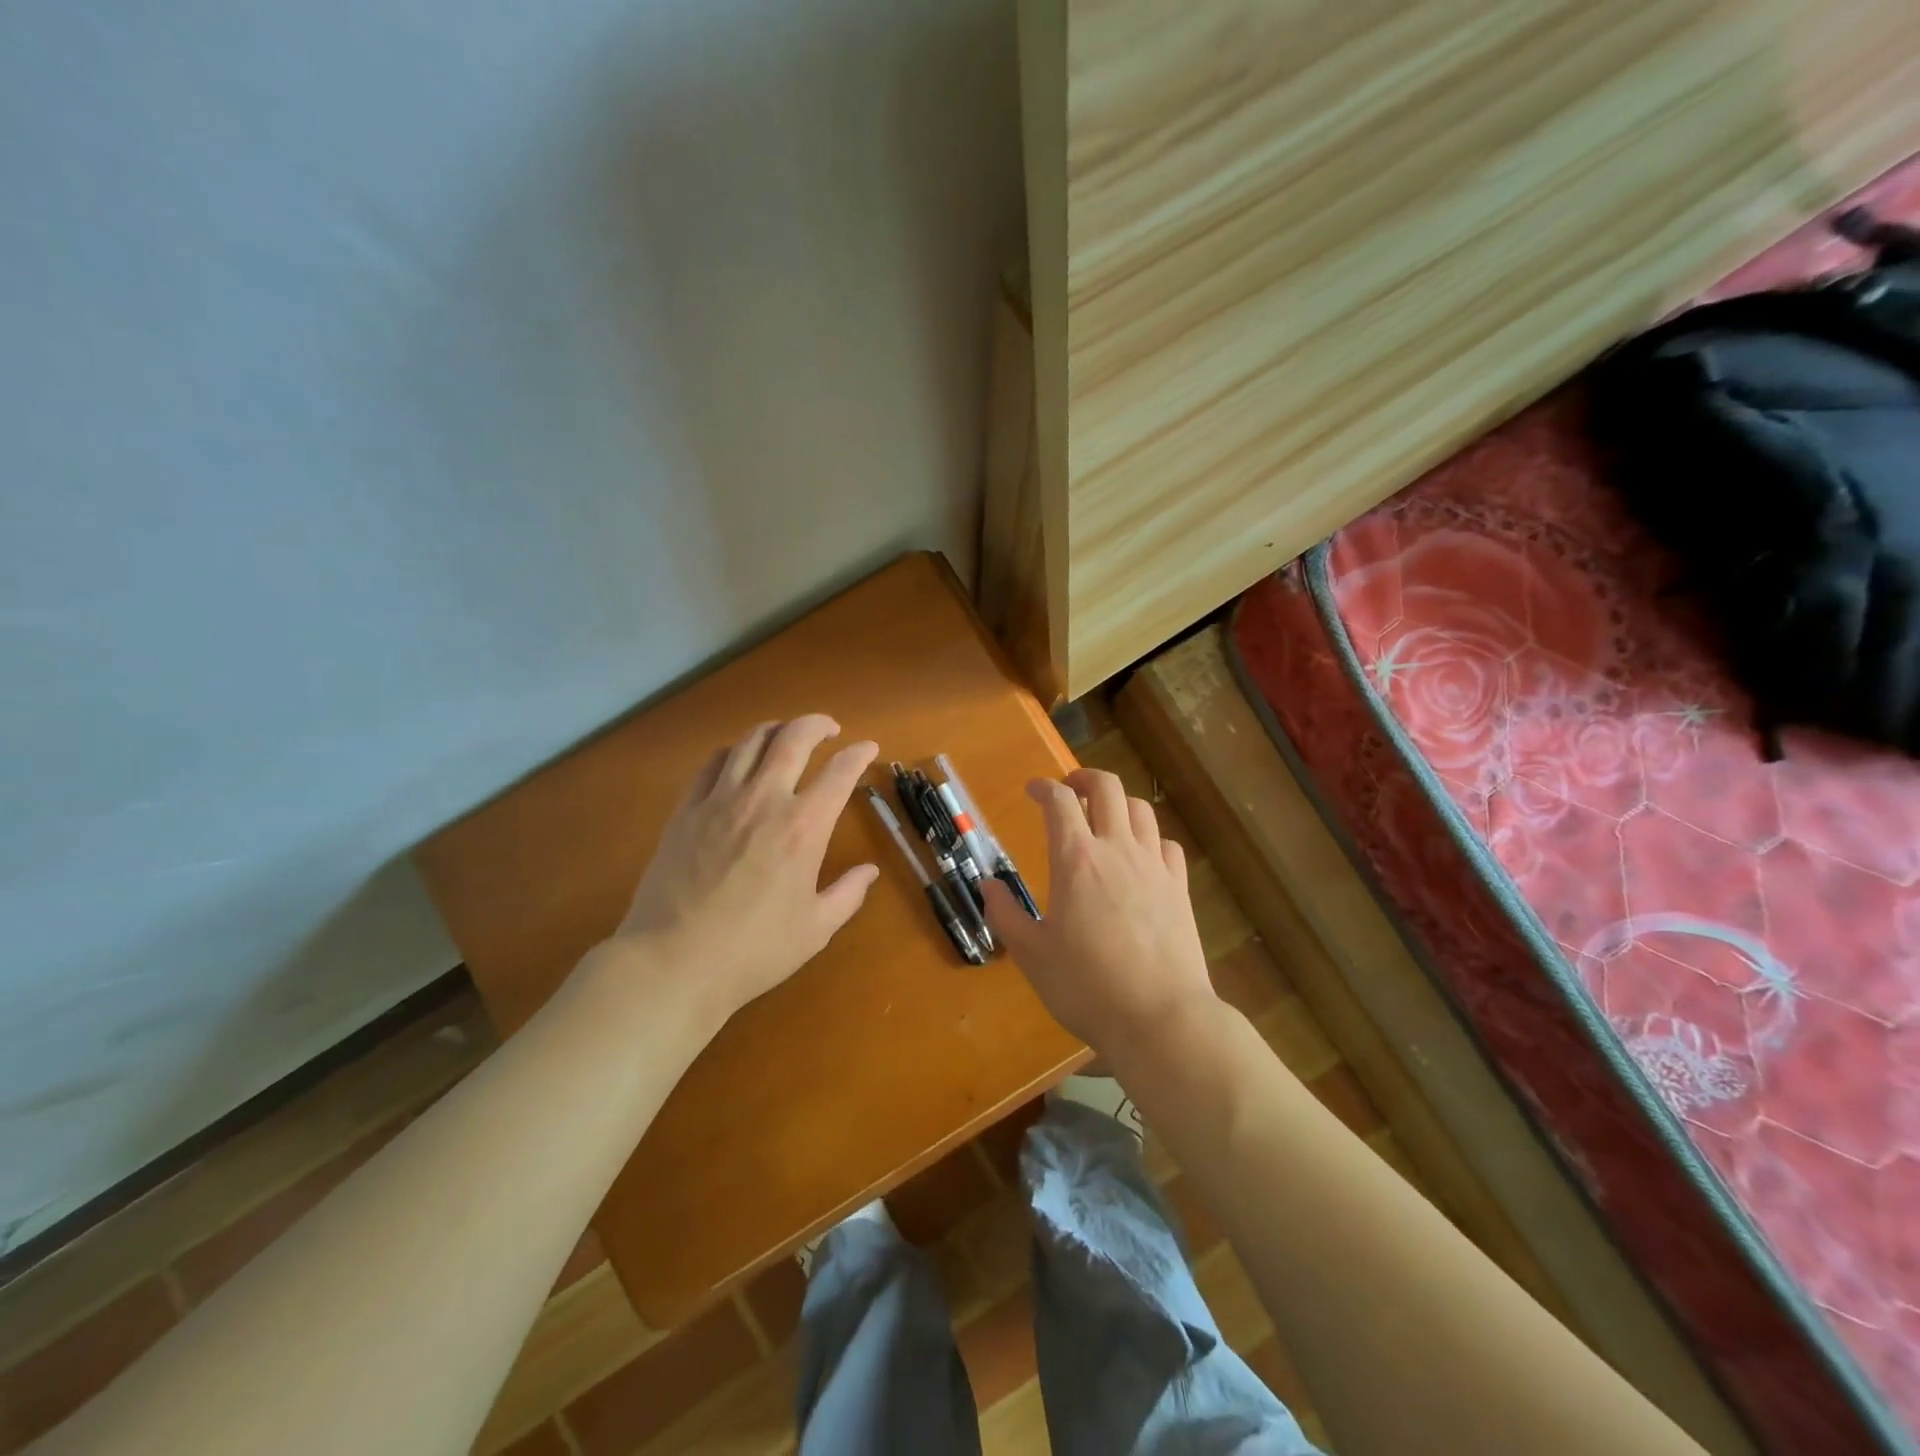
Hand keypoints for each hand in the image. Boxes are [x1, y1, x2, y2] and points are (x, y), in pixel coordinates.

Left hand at [611, 715, 879, 1025]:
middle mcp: (765, 800)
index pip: (840, 772)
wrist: (673, 962)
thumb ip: (848, 894)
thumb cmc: (753, 951)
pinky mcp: (686, 810)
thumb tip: (869, 871)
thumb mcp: (815, 929)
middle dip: (817, 724)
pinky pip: (712, 763)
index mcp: (804, 828)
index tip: (868, 748)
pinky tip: (738, 759)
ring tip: (786, 735)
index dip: (859, 754)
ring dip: (776, 729)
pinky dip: (733, 751)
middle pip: (794, 738)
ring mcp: (720, 801)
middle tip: (829, 729)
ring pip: (750, 741)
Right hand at [982, 768, 1217, 1054]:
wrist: (1160, 1018)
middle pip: (1106, 788)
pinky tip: (1141, 856)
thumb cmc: (1086, 987)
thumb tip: (988, 885)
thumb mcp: (1031, 954)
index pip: (1059, 801)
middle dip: (1084, 778)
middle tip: (1069, 790)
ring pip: (1140, 809)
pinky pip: (1166, 844)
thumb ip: (1004, 914)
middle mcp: (1117, 850)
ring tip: (1104, 818)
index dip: (1043, 787)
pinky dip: (1150, 838)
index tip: (1033, 790)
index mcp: (1076, 860)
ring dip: (1118, 803)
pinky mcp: (1179, 887)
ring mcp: (1154, 866)